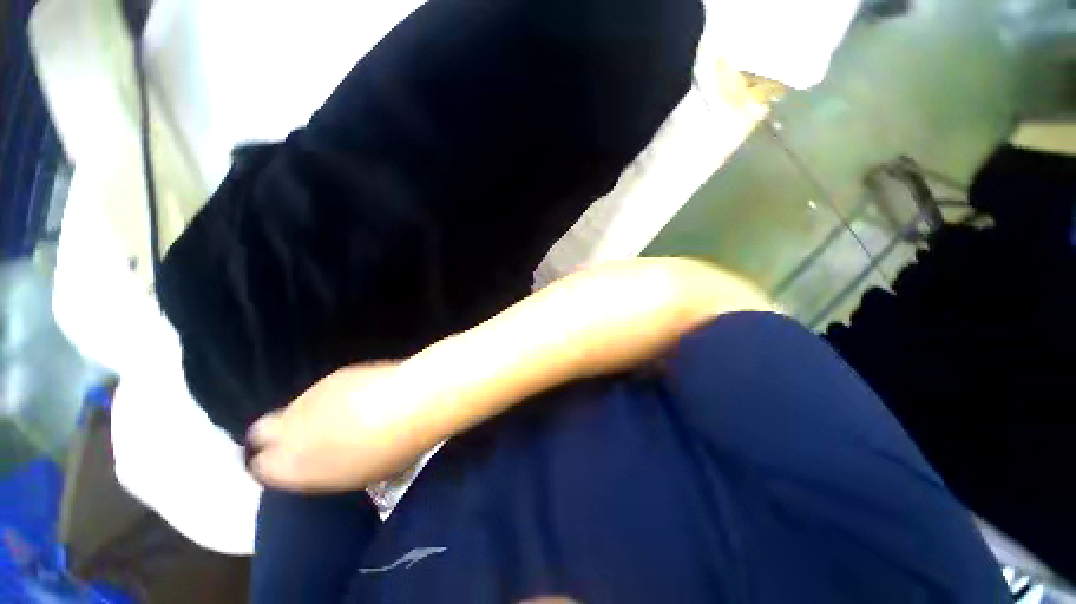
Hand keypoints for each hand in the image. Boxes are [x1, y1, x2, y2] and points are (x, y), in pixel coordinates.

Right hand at [247, 362, 421, 491]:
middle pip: (262, 431)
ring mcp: (307, 399)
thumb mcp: (356, 476)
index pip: (262, 467)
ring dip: (306, 412)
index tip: (293, 461)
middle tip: (307, 435)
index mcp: (292, 468)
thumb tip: (326, 461)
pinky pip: (319, 389)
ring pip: (291, 407)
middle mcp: (288, 433)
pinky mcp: (330, 377)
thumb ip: (327, 469)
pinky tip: (355, 396)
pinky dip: (329, 395)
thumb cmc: (391, 451)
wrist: (411, 403)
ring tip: (338, 414)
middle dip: (277, 434)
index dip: (276, 463)